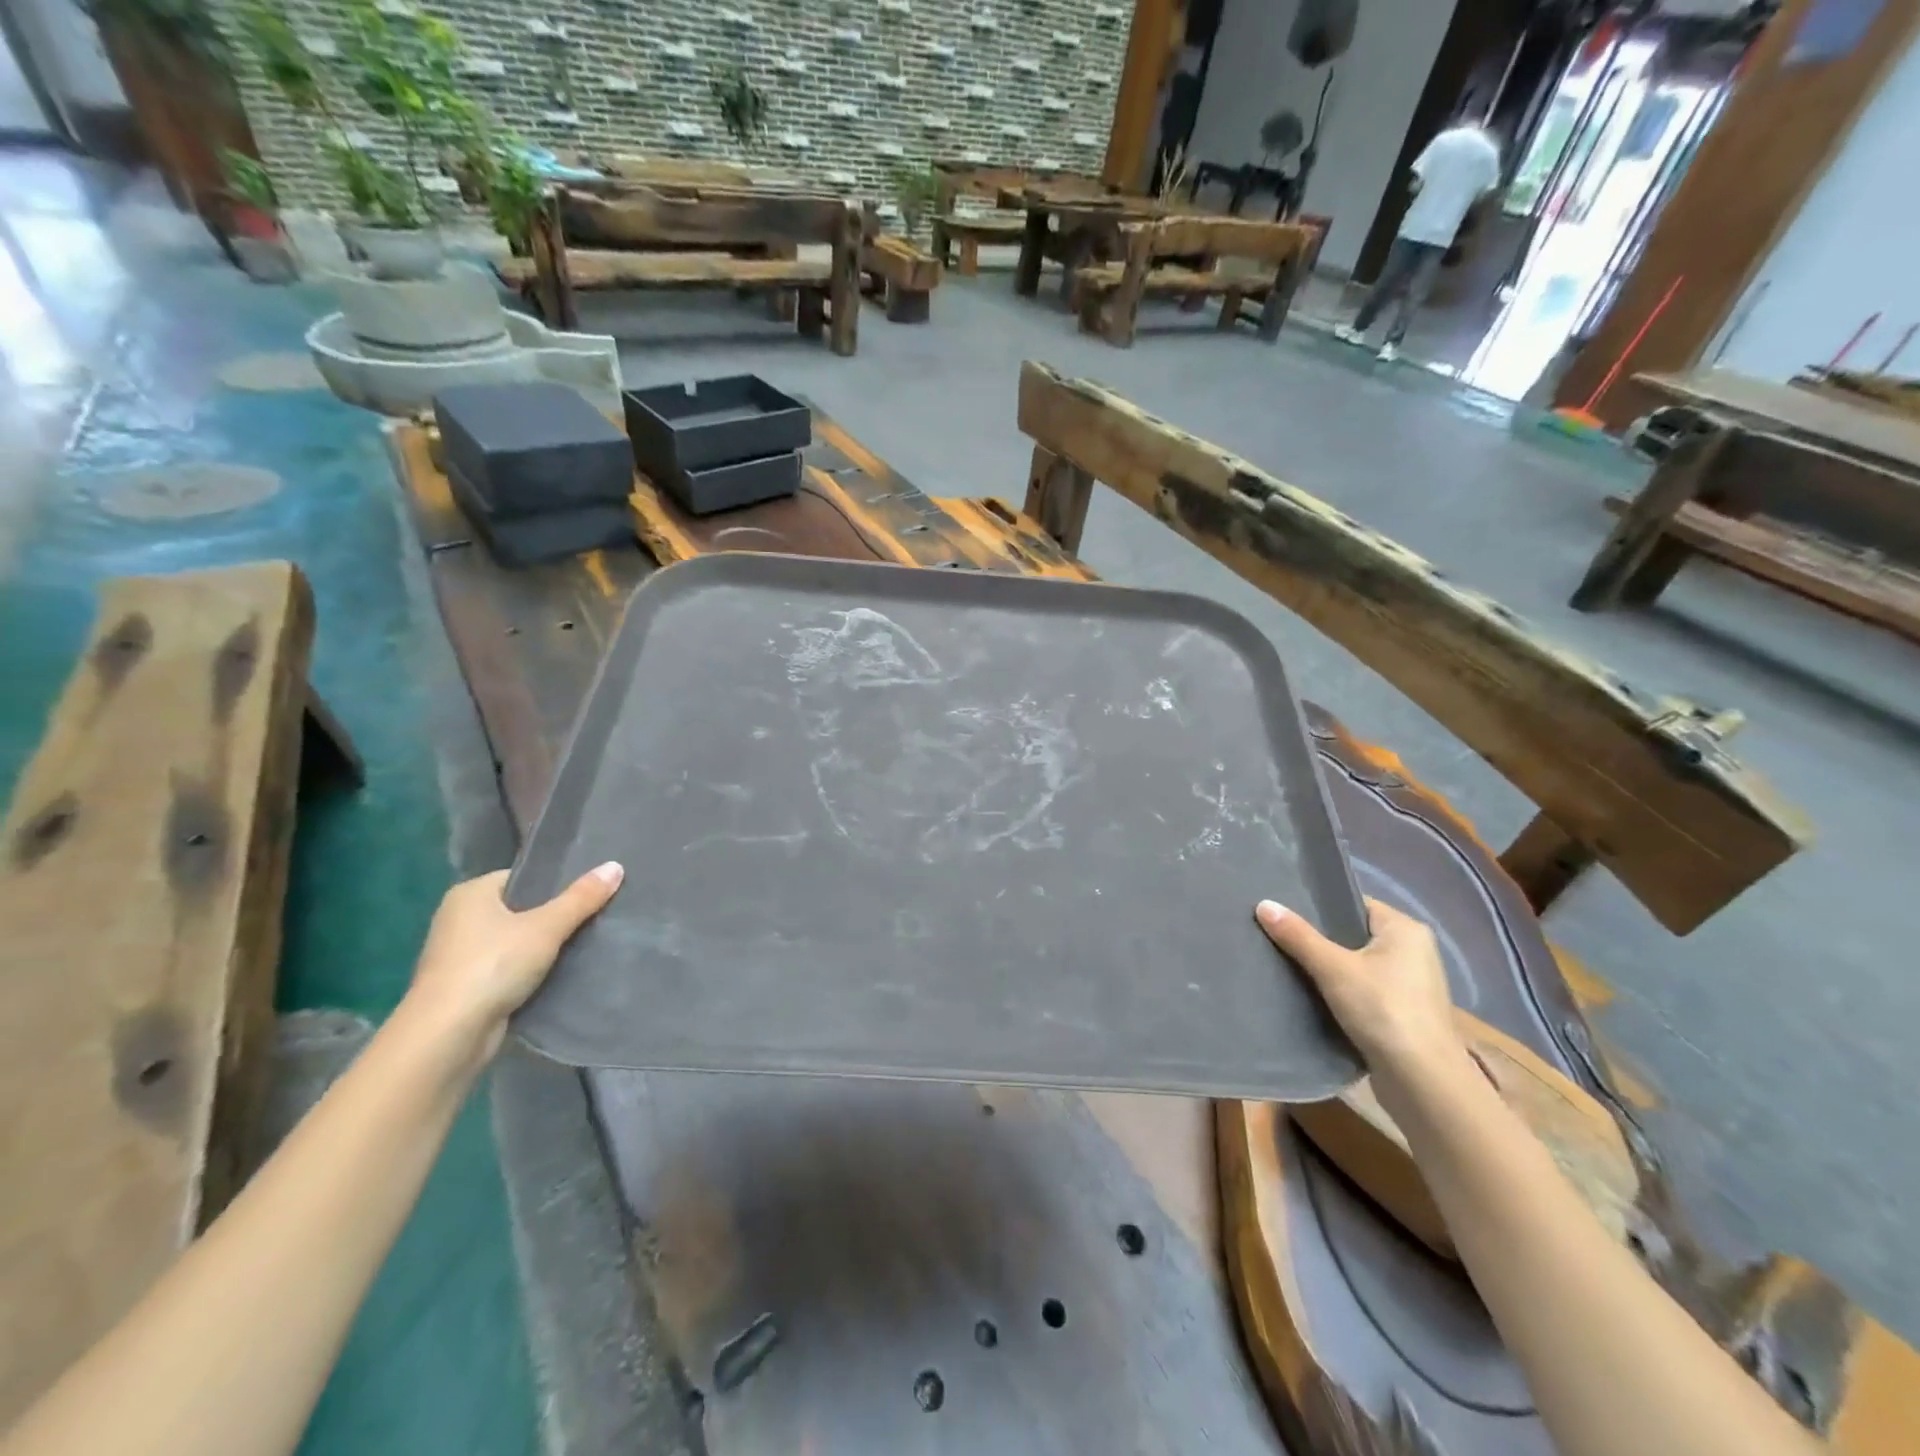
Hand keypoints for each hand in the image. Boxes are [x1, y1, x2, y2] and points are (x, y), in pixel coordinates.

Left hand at [406, 862, 623, 1058]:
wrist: (448, 1036)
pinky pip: (509, 968)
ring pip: (516, 940)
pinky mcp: (467, 987)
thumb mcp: (546, 927)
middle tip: (596, 915)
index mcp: (470, 894)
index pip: (522, 877)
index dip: (556, 882)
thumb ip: (581, 898)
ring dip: (544, 946)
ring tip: (586, 943)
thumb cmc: (493, 965)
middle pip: (521, 908)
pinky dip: (531, 970)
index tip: (590, 891)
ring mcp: (460, 955)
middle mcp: (459, 919)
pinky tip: (561, 972)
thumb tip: (616, 866)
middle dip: (554, 915)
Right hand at [1256, 896, 1462, 1089]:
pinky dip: (1338, 990)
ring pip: (1355, 964)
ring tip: (1284, 961)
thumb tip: (1263, 904)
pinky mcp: (1401, 1013)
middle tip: (1276, 934)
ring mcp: (1409, 984)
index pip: (1353, 903)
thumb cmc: (1383, 1010)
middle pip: (1352, 933)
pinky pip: (1361, 989)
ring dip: (1326, 967)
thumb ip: (1298, 936)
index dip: (1318, 905)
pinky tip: (1308, 993)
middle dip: (1317, 937)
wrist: (1422, 1082)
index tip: (1282, 909)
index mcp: (1405, 929)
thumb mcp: (1333, 968)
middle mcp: (1413, 951)